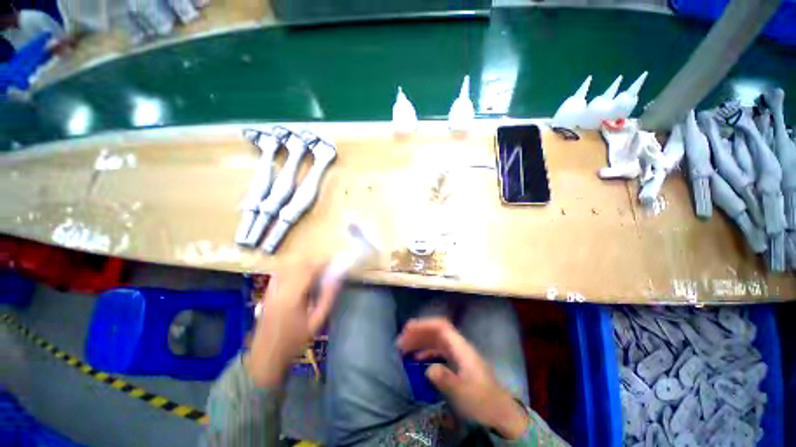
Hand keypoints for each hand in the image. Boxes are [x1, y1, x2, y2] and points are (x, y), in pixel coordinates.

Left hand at [246, 262, 341, 387]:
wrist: (266, 355)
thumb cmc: (295, 340)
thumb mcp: (317, 322)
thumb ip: (327, 298)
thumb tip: (337, 280)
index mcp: (293, 295)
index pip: (310, 269)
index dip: (323, 263)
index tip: (334, 264)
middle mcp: (281, 287)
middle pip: (299, 264)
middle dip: (315, 262)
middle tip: (326, 268)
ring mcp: (272, 288)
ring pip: (290, 266)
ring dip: (304, 264)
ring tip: (316, 271)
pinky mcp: (268, 291)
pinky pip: (282, 272)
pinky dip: (293, 269)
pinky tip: (301, 277)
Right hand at [396, 318, 529, 439]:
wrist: (500, 413)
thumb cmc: (482, 401)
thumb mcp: (462, 392)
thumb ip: (445, 379)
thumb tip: (427, 369)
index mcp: (461, 347)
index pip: (441, 326)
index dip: (424, 324)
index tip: (407, 329)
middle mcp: (459, 346)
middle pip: (436, 331)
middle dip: (418, 333)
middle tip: (400, 342)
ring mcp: (458, 354)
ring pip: (436, 341)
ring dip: (420, 342)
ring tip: (404, 349)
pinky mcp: (457, 363)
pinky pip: (438, 351)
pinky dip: (426, 352)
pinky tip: (417, 359)